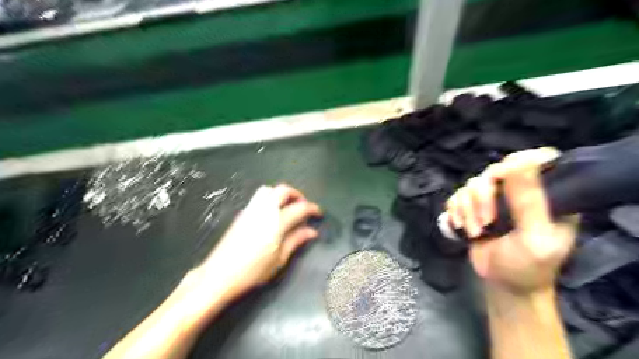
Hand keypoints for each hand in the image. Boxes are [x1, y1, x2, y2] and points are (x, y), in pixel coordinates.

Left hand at [197, 184, 321, 298]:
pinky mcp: (242, 214)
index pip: (300, 207)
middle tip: (303, 206)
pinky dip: (271, 200)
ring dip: (282, 195)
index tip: (318, 213)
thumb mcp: (280, 259)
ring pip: (269, 190)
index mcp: (277, 222)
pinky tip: (272, 215)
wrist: (219, 275)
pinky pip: (259, 198)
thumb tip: (312, 231)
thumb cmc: (253, 271)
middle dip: (297, 194)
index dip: (312, 208)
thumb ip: (296, 240)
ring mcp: (251, 210)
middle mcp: (264, 210)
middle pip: (283, 190)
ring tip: (288, 208)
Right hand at [446, 147, 579, 292]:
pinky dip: (455, 210)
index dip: (516, 163)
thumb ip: (529, 202)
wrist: (503, 284)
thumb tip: (520, 162)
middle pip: (494, 171)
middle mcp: (519, 191)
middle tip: (486, 222)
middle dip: (483, 198)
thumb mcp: (535, 239)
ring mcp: (494, 199)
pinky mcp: (473, 207)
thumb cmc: (528, 266)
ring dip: (467, 209)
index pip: (537, 160)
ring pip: (471, 184)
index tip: (500, 181)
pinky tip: (461, 226)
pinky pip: (457, 196)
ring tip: (475, 232)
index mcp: (547, 195)